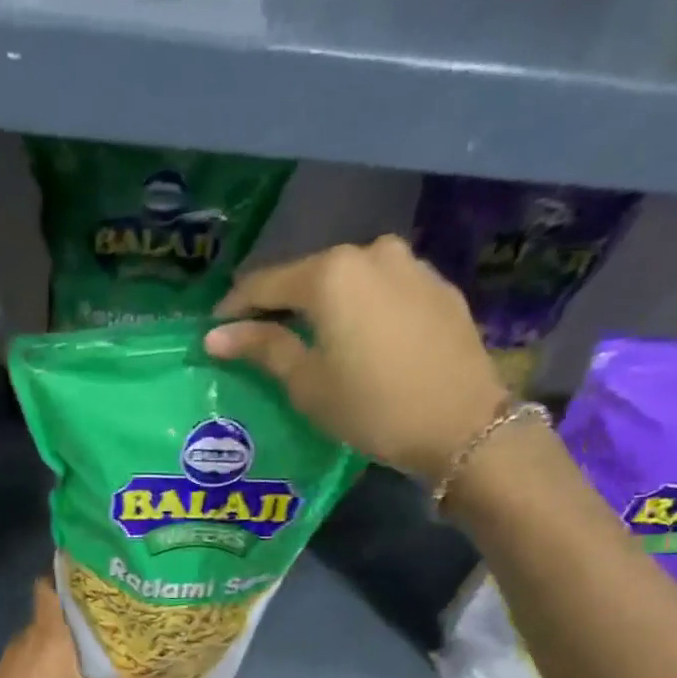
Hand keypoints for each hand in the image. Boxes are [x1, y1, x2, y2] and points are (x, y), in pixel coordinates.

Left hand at [0, 580, 165, 677]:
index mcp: (47, 632)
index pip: (48, 587)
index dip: (65, 575)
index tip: (92, 574)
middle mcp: (28, 635)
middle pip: (51, 609)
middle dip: (77, 608)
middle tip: (110, 610)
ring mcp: (15, 654)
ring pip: (43, 632)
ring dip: (65, 633)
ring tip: (96, 637)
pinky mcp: (9, 672)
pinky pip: (34, 650)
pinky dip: (51, 652)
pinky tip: (71, 667)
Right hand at [204, 236, 507, 480]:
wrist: (462, 425)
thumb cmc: (371, 407)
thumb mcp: (307, 383)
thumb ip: (262, 348)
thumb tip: (215, 334)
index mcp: (330, 273)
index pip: (264, 283)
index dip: (234, 308)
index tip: (215, 332)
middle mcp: (370, 252)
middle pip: (308, 276)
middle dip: (280, 305)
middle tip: (261, 340)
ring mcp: (410, 265)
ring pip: (348, 281)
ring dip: (323, 305)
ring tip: (311, 341)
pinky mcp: (438, 286)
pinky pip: (382, 291)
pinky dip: (361, 309)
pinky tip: (359, 341)